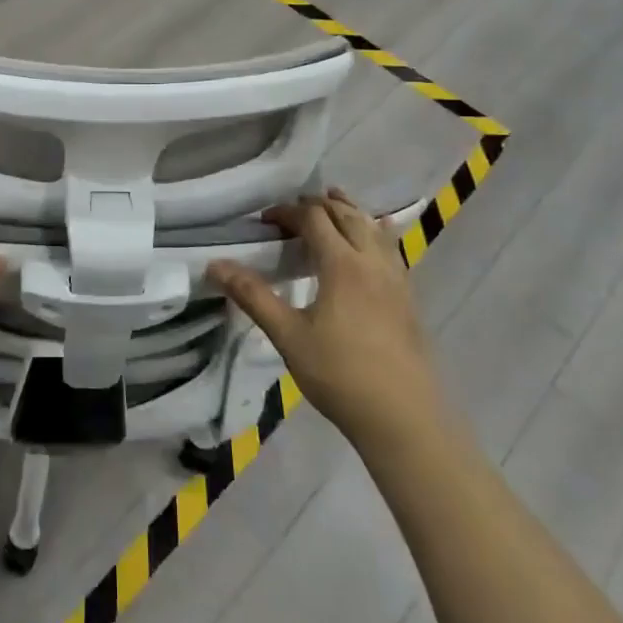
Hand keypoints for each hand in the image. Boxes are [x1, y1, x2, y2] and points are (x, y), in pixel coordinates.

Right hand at [209, 191, 448, 459]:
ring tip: (332, 205)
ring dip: (350, 212)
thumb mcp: (287, 335)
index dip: (288, 212)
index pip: (313, 219)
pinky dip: (374, 232)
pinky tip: (372, 241)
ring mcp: (396, 278)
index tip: (265, 221)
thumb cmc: (339, 374)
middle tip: (293, 211)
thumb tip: (214, 265)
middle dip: (319, 205)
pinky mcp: (408, 297)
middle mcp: (372, 261)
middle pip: (347, 215)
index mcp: (342, 264)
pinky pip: (391, 248)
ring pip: (373, 228)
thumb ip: (252, 295)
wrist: (403, 417)